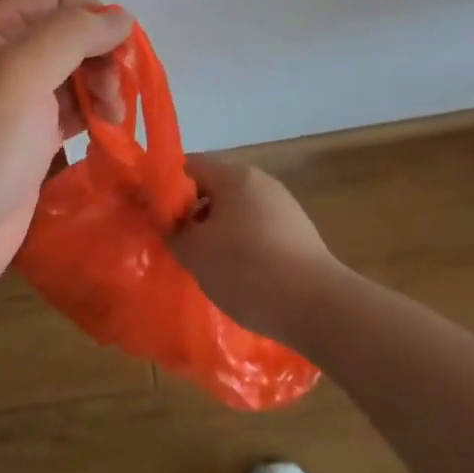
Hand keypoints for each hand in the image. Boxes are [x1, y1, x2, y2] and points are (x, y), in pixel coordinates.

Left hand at [0, 0, 132, 307]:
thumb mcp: (21, 74)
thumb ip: (72, 35)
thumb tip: (122, 17)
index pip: (55, 0)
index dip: (94, 14)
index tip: (125, 47)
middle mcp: (4, 62)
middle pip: (68, 38)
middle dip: (101, 55)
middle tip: (117, 90)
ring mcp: (16, 105)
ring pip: (74, 76)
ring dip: (102, 86)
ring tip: (116, 115)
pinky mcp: (30, 145)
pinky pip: (71, 115)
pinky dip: (95, 116)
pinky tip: (110, 130)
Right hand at [172, 156, 342, 344]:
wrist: (318, 306)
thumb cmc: (247, 270)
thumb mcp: (195, 252)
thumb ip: (171, 228)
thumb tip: (162, 217)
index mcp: (234, 176)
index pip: (189, 166)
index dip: (166, 188)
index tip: (155, 216)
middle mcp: (260, 181)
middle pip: (214, 187)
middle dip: (192, 212)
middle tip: (178, 243)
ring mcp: (283, 205)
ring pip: (236, 209)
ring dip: (217, 230)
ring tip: (206, 263)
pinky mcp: (298, 231)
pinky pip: (257, 227)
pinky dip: (242, 243)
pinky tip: (239, 273)